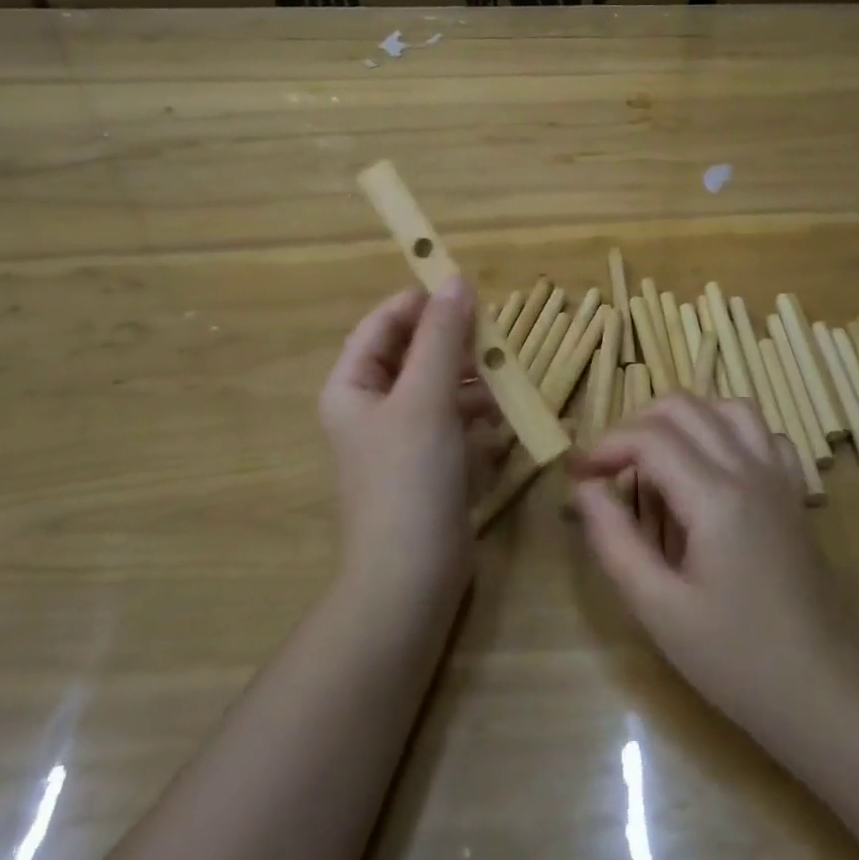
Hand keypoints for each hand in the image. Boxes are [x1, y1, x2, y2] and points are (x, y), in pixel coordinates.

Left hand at [319, 279, 499, 600]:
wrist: (411, 578)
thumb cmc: (409, 479)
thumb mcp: (426, 399)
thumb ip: (442, 338)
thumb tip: (457, 280)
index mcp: (353, 386)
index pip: (384, 324)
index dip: (422, 302)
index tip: (468, 289)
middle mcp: (372, 406)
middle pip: (415, 353)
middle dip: (455, 344)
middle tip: (496, 336)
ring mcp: (401, 437)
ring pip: (439, 386)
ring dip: (471, 380)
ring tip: (505, 379)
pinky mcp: (428, 464)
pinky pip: (453, 421)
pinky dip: (475, 415)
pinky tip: (500, 420)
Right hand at [570, 395, 858, 736]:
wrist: (825, 694)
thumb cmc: (736, 659)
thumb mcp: (658, 608)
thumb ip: (615, 539)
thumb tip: (584, 488)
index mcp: (715, 497)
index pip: (649, 437)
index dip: (606, 446)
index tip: (579, 474)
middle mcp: (750, 470)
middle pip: (685, 407)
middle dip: (635, 424)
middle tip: (609, 466)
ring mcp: (779, 477)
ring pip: (728, 407)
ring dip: (683, 418)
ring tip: (656, 455)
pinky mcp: (794, 493)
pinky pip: (763, 433)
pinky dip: (729, 431)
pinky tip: (712, 466)